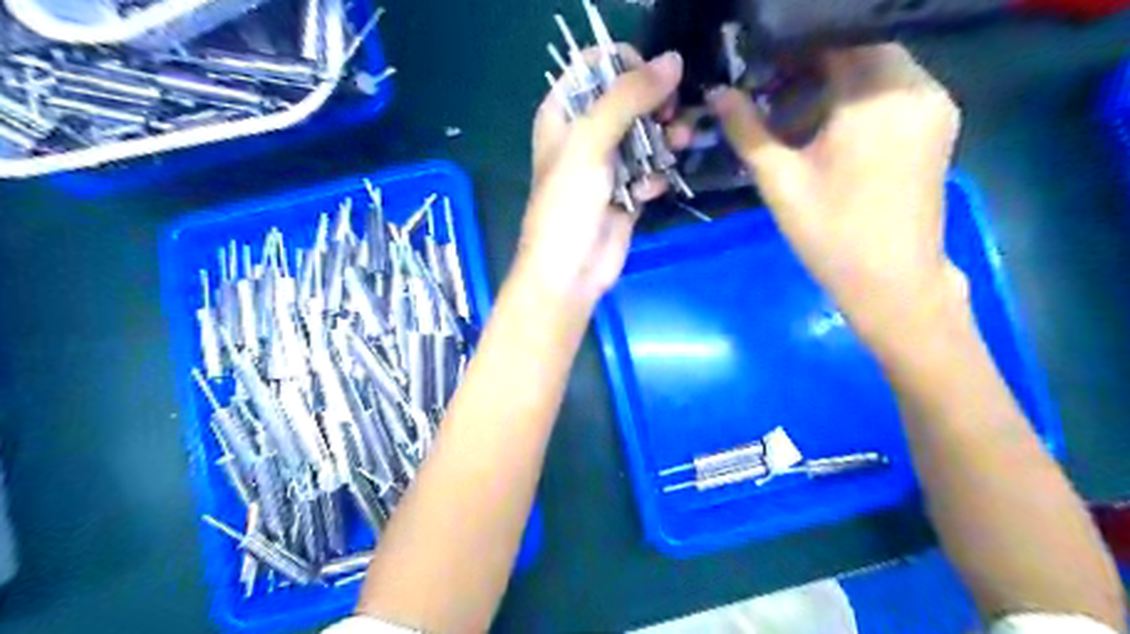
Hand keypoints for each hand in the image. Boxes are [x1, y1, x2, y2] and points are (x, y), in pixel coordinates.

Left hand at [516, 50, 683, 302]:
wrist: (570, 271)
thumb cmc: (568, 203)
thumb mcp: (591, 142)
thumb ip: (629, 98)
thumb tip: (674, 59)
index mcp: (563, 113)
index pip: (597, 66)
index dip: (628, 66)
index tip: (654, 81)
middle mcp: (585, 134)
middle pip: (629, 99)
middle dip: (655, 104)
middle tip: (672, 115)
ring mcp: (607, 164)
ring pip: (646, 135)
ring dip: (665, 139)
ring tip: (678, 146)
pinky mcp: (627, 192)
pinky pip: (651, 170)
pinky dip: (655, 176)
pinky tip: (648, 192)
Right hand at [703, 44, 960, 350]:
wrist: (892, 282)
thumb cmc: (830, 234)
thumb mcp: (779, 181)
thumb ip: (746, 130)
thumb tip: (717, 92)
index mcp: (876, 96)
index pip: (833, 41)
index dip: (792, 50)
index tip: (759, 71)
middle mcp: (916, 86)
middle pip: (858, 51)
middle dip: (812, 67)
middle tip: (773, 97)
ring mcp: (934, 105)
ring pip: (877, 70)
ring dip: (835, 83)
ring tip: (795, 118)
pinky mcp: (938, 125)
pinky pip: (894, 91)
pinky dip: (859, 99)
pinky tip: (830, 131)